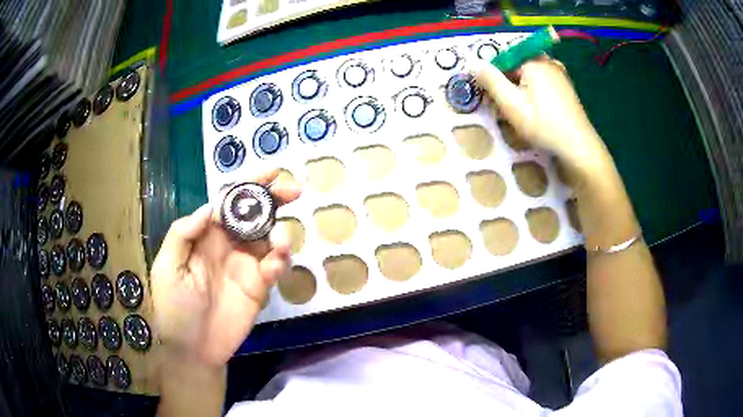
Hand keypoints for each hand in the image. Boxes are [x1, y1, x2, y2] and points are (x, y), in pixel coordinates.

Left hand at [151, 170, 300, 368]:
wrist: (192, 350)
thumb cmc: (173, 308)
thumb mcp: (167, 268)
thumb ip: (183, 234)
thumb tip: (210, 207)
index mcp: (206, 236)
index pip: (229, 203)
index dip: (248, 186)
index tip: (271, 173)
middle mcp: (228, 245)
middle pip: (255, 214)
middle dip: (274, 199)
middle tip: (294, 190)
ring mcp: (246, 266)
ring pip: (269, 239)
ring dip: (280, 233)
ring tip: (280, 241)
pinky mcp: (259, 288)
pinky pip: (275, 268)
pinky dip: (280, 262)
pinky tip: (274, 266)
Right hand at [474, 57, 611, 176]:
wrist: (578, 146)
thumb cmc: (543, 124)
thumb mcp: (511, 103)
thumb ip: (490, 80)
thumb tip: (472, 62)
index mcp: (533, 61)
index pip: (503, 58)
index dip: (492, 75)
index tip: (490, 96)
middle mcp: (547, 62)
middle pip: (517, 65)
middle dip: (507, 82)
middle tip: (503, 107)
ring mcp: (560, 74)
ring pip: (530, 74)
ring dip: (520, 88)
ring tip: (519, 111)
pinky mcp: (566, 87)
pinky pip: (543, 82)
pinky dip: (534, 91)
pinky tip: (535, 109)